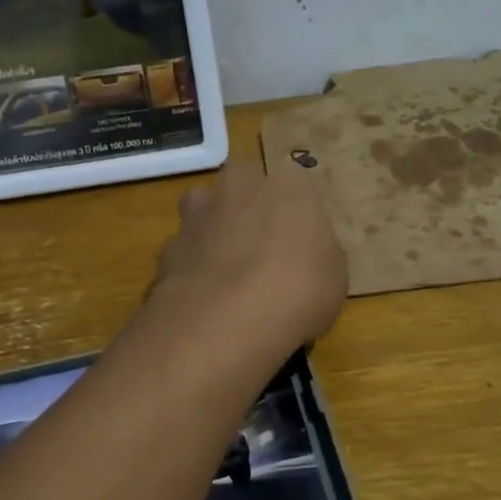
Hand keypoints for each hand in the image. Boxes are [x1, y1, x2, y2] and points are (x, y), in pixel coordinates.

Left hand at [151, 156, 346, 350]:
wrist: (230, 319)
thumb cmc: (300, 289)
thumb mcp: (333, 275)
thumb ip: (315, 253)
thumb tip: (304, 256)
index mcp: (287, 185)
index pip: (291, 180)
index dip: (292, 209)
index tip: (297, 237)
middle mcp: (237, 188)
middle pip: (239, 182)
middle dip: (244, 205)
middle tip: (258, 244)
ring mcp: (196, 216)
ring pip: (201, 210)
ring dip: (211, 230)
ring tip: (225, 270)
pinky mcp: (167, 249)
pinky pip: (182, 252)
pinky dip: (189, 268)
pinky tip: (201, 297)